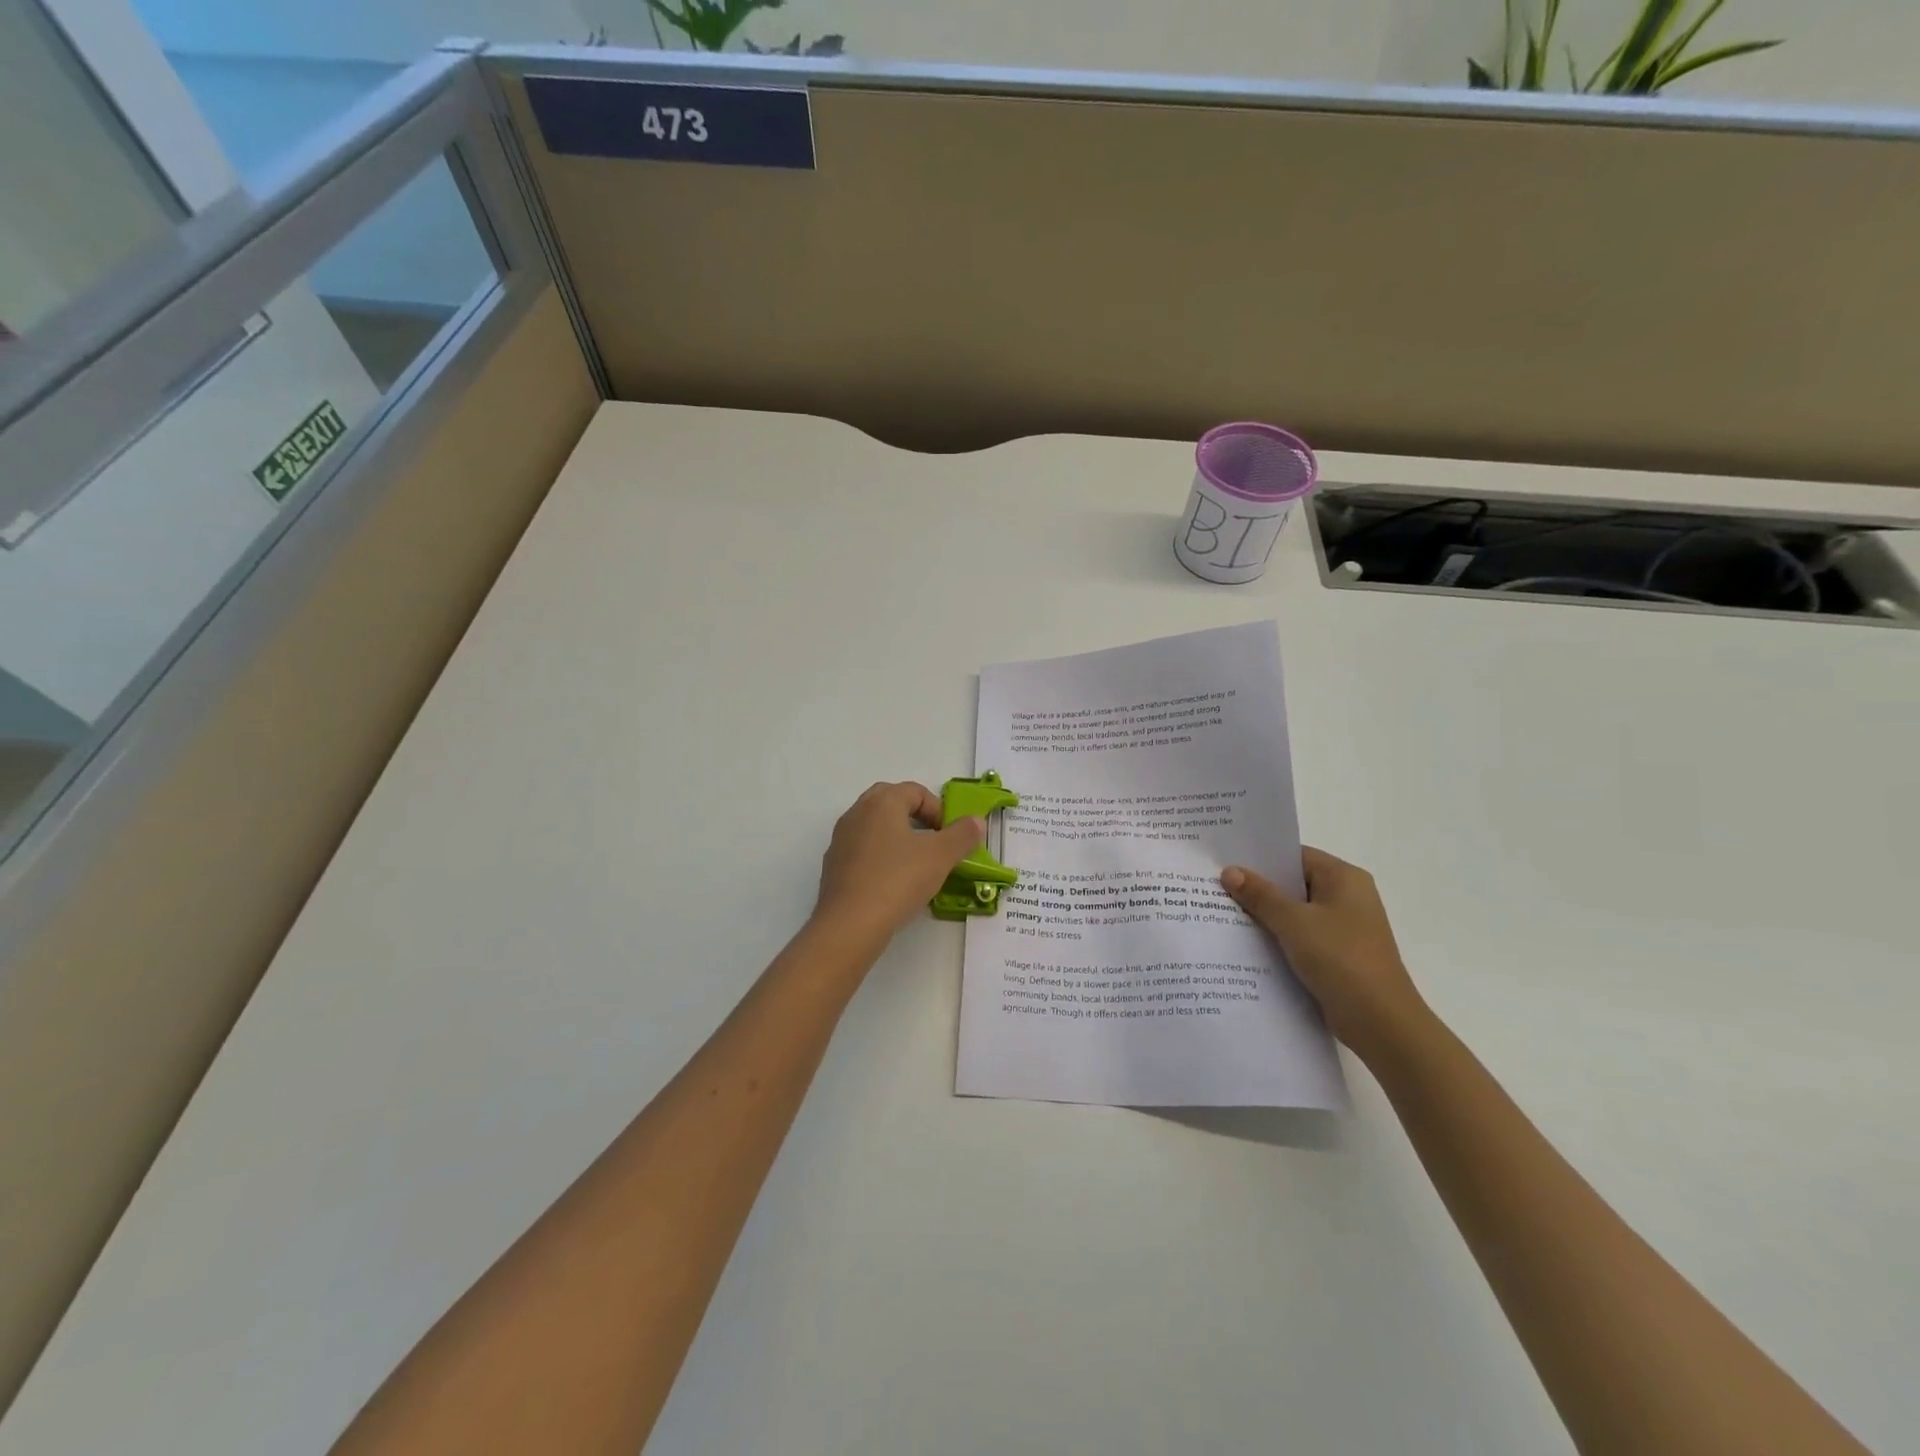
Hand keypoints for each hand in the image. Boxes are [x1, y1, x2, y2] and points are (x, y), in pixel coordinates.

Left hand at [813, 782, 985, 945]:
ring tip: (916, 865)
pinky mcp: (833, 866)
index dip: (938, 810)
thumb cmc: (898, 880)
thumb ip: (962, 834)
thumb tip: (977, 821)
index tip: (950, 836)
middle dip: (916, 818)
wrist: (850, 924)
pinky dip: (881, 858)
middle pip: (891, 803)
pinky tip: (893, 884)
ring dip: (898, 838)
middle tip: (934, 842)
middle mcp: (857, 813)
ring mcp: (841, 840)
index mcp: (881, 802)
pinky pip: (863, 851)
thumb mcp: (941, 856)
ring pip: (875, 827)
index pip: (915, 790)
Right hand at [1221, 847, 1428, 1057]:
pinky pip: (1301, 936)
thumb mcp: (1294, 922)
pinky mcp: (1338, 954)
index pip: (1296, 855)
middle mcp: (1347, 897)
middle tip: (1216, 885)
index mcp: (1344, 878)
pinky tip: (1246, 942)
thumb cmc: (1340, 959)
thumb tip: (1230, 871)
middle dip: (1258, 887)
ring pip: (1295, 912)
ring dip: (1265, 914)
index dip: (1261, 857)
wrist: (1381, 1022)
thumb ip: (1260, 895)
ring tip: (1223, 912)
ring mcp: (1344, 927)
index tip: (1225, 860)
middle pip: (1294, 883)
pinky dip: (1278, 936)